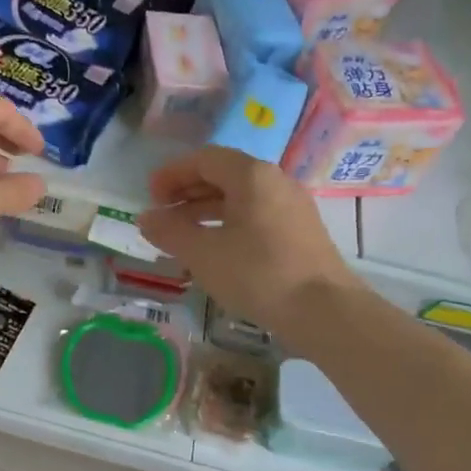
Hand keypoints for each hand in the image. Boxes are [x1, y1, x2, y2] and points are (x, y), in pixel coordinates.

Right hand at [139, 146, 361, 334]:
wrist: (324, 311)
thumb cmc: (258, 274)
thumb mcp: (203, 254)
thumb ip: (170, 232)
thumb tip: (145, 218)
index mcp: (251, 176)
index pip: (204, 159)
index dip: (172, 174)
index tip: (150, 197)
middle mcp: (274, 181)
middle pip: (223, 174)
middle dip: (187, 191)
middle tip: (162, 214)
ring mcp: (291, 206)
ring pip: (239, 197)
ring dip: (205, 210)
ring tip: (181, 234)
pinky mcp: (299, 231)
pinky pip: (255, 215)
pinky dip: (227, 223)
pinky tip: (213, 249)